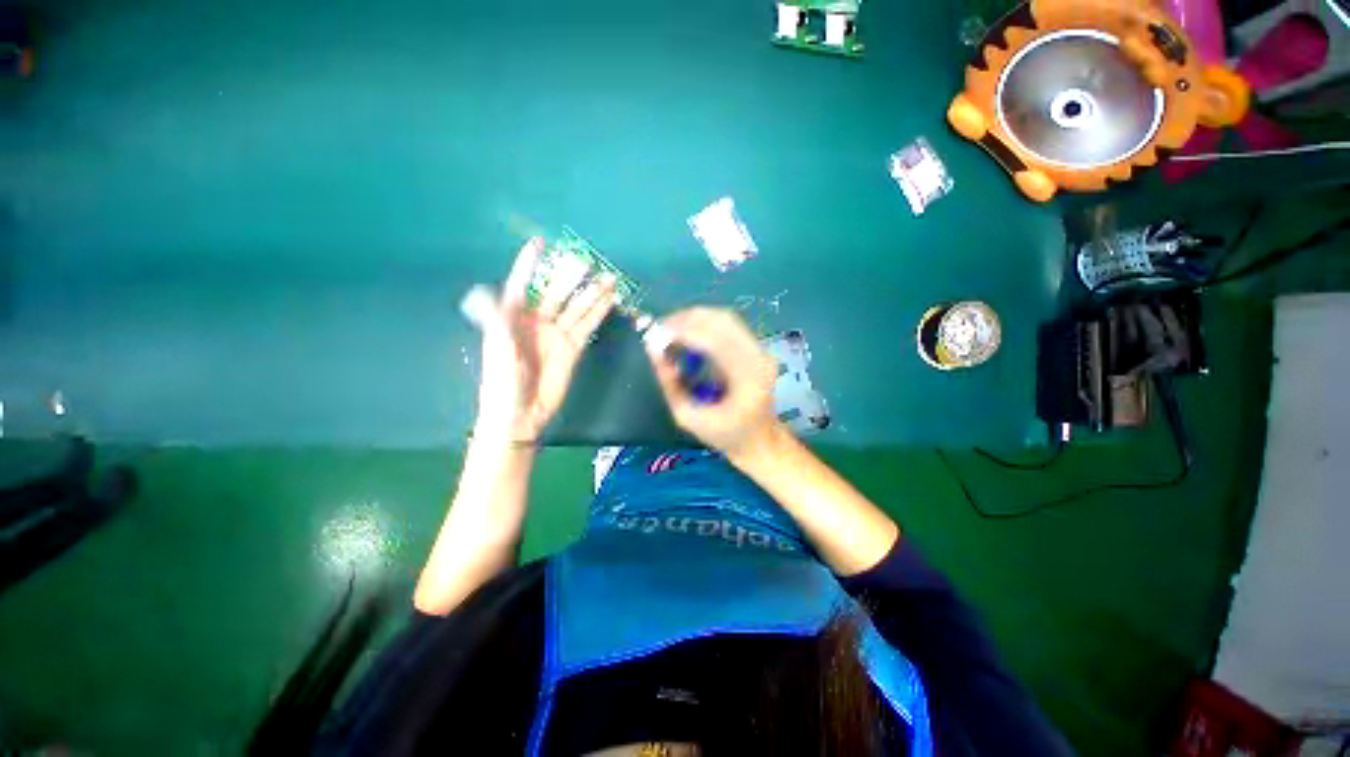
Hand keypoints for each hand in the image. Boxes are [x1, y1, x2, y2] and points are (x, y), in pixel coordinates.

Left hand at [465, 238, 615, 442]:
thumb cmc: (503, 382)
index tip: (539, 243)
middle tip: (587, 262)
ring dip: (591, 293)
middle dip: (570, 277)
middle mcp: (536, 321)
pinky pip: (587, 325)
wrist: (521, 414)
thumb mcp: (499, 350)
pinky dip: (598, 313)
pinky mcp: (573, 348)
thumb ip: (497, 320)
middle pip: (556, 293)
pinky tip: (609, 300)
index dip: (529, 264)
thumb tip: (483, 291)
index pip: (521, 284)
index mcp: (512, 317)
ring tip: (608, 277)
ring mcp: (557, 334)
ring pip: (576, 307)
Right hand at [644, 308, 780, 456]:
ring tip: (670, 331)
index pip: (714, 341)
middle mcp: (759, 357)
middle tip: (659, 329)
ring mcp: (761, 350)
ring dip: (694, 319)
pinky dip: (704, 325)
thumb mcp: (688, 417)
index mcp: (747, 379)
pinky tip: (687, 335)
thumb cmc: (725, 435)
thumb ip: (669, 385)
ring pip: (724, 318)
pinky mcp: (757, 348)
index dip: (683, 332)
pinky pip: (728, 326)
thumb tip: (653, 351)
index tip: (655, 335)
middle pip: (721, 321)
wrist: (759, 440)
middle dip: (686, 319)